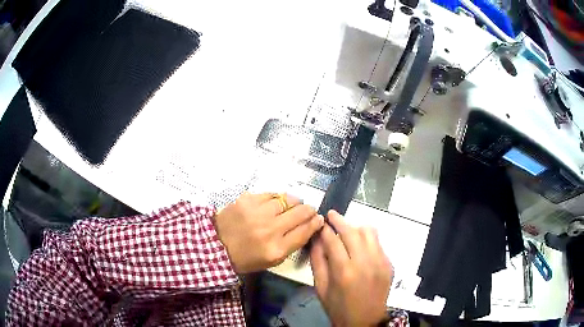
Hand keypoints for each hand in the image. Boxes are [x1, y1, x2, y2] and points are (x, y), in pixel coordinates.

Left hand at [214, 192, 323, 273]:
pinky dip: (277, 198)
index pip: (305, 231)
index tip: (319, 218)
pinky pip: (271, 194)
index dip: (316, 223)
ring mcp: (258, 212)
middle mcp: (270, 230)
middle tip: (308, 210)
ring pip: (288, 199)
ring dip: (294, 202)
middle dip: (309, 210)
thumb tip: (309, 225)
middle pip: (300, 213)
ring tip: (293, 204)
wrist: (216, 245)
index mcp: (277, 249)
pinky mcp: (247, 200)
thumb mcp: (272, 260)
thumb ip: (292, 244)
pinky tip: (276, 202)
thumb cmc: (246, 257)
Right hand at [310, 210, 392, 326]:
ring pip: (369, 232)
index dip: (325, 229)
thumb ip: (318, 261)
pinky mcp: (389, 264)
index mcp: (344, 271)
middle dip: (339, 220)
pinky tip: (360, 244)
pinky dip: (367, 239)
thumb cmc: (338, 307)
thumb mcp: (321, 288)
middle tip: (331, 214)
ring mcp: (380, 262)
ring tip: (347, 228)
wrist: (365, 321)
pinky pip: (378, 243)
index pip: (333, 240)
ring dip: (356, 226)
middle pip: (352, 231)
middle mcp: (364, 263)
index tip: (320, 222)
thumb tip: (317, 239)